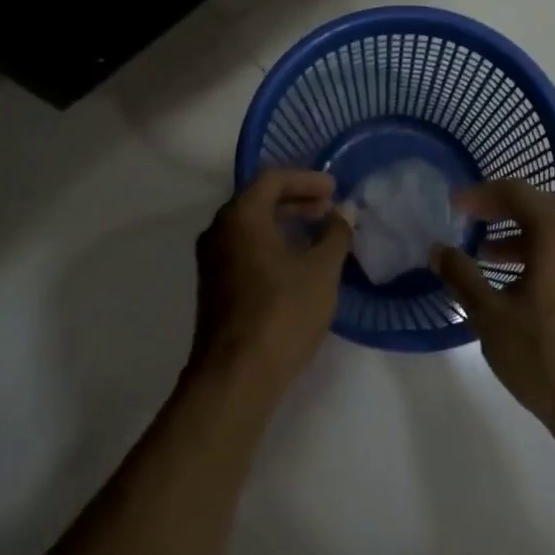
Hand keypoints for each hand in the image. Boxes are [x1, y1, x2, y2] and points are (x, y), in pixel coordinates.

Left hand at [192, 169, 351, 396]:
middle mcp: (218, 230)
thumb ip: (335, 234)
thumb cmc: (282, 313)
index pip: (272, 178)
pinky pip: (245, 248)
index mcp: (240, 216)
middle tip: (330, 208)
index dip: (306, 179)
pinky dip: (271, 243)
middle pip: (258, 199)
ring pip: (251, 226)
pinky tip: (297, 262)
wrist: (235, 375)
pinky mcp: (214, 285)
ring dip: (285, 223)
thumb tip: (342, 214)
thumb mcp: (321, 271)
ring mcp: (212, 259)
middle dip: (296, 199)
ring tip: (319, 233)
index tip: (334, 189)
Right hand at [432, 181, 554, 465]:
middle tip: (468, 219)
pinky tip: (512, 285)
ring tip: (484, 253)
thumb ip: (462, 276)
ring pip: (554, 234)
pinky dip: (535, 256)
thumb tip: (438, 250)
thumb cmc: (545, 357)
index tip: (453, 206)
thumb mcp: (490, 316)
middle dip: (501, 209)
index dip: (481, 194)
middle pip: (539, 208)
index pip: (518, 193)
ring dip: (518, 235)